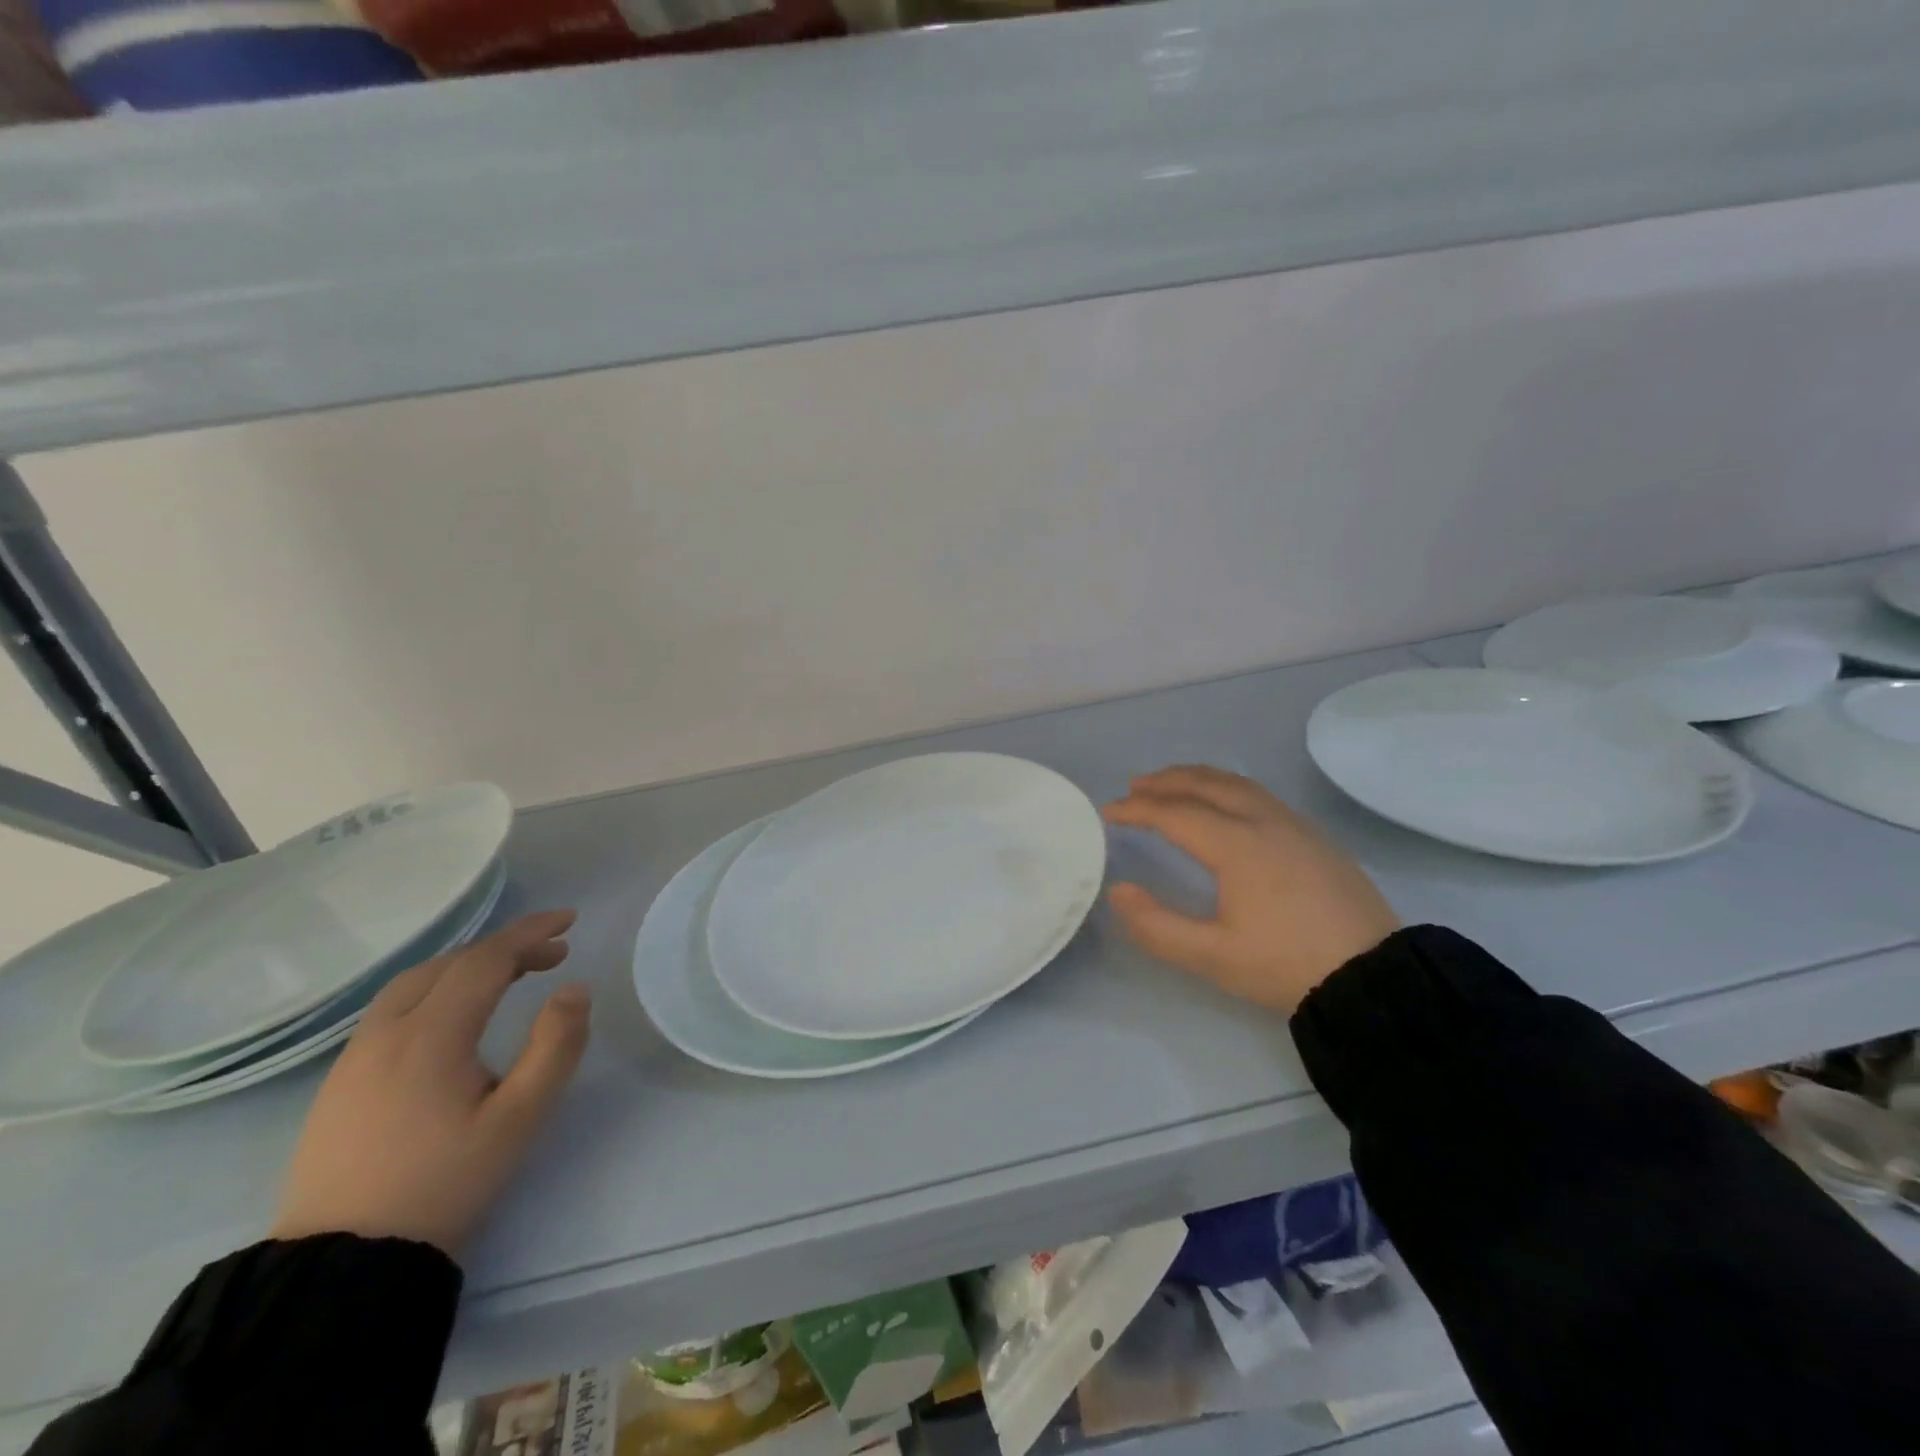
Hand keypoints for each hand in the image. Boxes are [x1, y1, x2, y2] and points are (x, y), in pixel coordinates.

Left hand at [271, 910, 591, 1257]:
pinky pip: (393, 1009)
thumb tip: (576, 988)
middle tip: (553, 954)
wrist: (340, 1265)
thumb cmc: (444, 1184)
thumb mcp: (519, 1118)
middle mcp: (387, 1033)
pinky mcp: (339, 1082)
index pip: (486, 960)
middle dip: (506, 948)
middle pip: (450, 964)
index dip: (531, 933)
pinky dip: (436, 989)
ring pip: (415, 983)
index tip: (570, 920)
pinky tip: (454, 1016)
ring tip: (508, 976)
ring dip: (467, 966)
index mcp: (431, 1035)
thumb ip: (555, 1046)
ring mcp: (355, 1057)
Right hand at [1103, 766, 1398, 1014]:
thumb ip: (1156, 925)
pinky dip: (1227, 787)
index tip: (1108, 810)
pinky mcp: (1315, 837)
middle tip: (1135, 784)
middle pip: (1207, 784)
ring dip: (1199, 778)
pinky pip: (1259, 795)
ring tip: (1174, 784)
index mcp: (1236, 844)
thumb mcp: (1212, 956)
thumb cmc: (1286, 965)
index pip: (1174, 813)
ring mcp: (1295, 825)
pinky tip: (1226, 805)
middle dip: (1167, 780)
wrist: (1375, 977)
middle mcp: (1264, 821)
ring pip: (1238, 784)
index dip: (1137, 809)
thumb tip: (1118, 890)